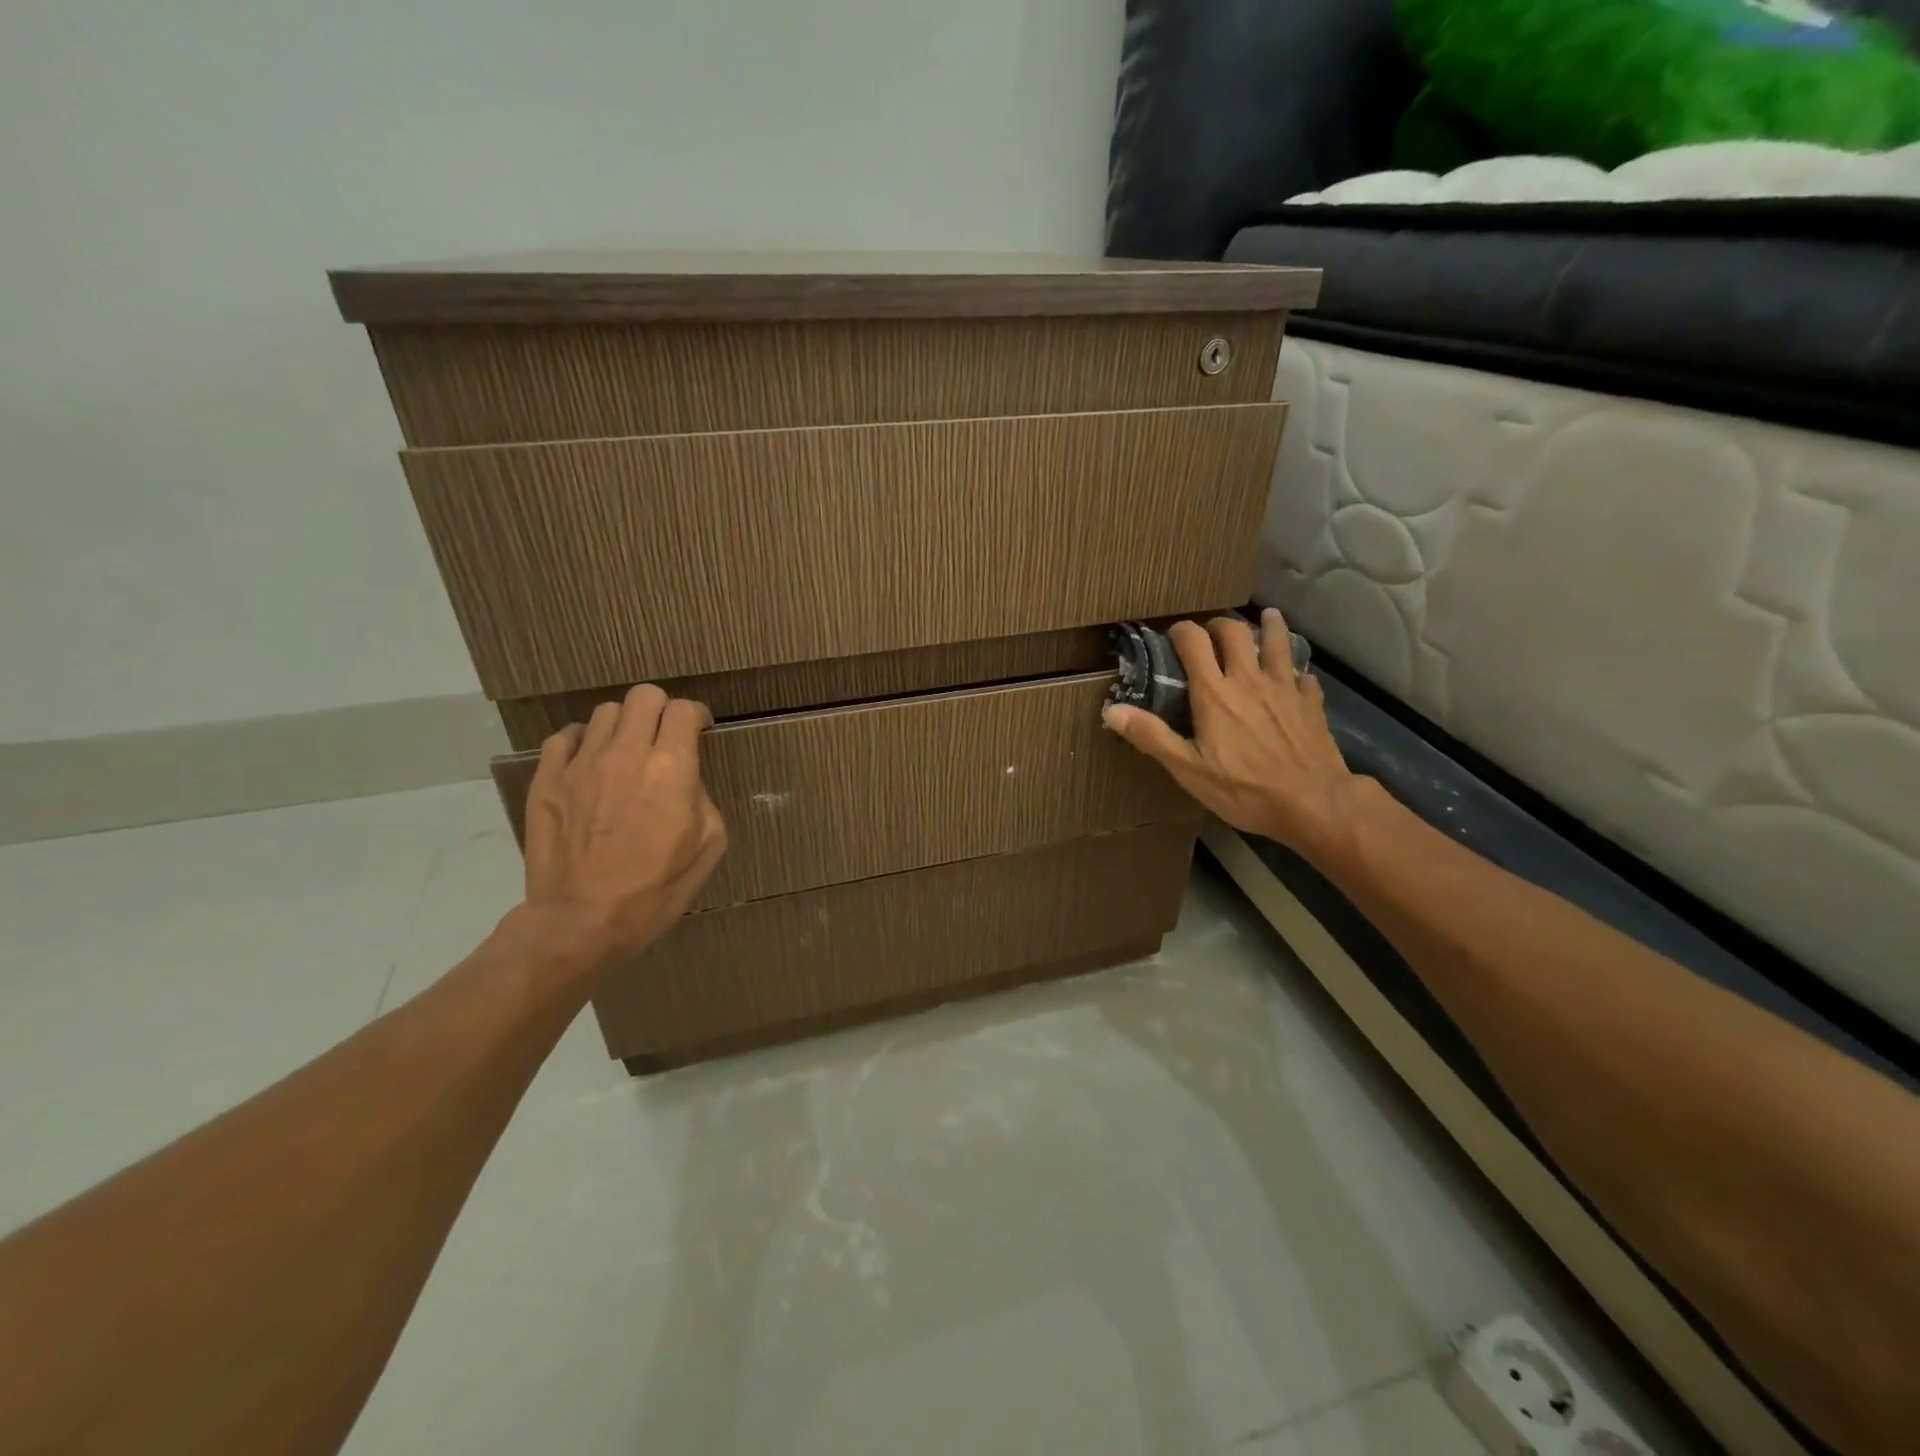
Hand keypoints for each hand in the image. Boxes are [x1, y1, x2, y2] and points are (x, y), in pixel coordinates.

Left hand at [519, 684, 727, 972]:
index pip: (684, 710)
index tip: (698, 732)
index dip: (696, 716)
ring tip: (625, 752)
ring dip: (623, 726)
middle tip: (663, 736)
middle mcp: (626, 752)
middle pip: (644, 696)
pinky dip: (582, 742)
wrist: (583, 920)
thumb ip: (702, 797)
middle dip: (661, 709)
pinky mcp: (547, 779)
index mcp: (671, 767)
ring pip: (605, 712)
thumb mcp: (708, 845)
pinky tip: (589, 763)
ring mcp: (581, 763)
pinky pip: (564, 737)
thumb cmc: (656, 889)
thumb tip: (685, 781)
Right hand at [1102, 609, 1360, 864]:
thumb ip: (1151, 736)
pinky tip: (1296, 676)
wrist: (1313, 803)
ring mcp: (1284, 687)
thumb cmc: (1244, 789)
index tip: (1173, 636)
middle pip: (1234, 632)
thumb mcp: (1187, 769)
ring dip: (1268, 627)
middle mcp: (1248, 679)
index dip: (1181, 631)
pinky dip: (1295, 670)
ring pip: (1276, 642)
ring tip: (1266, 618)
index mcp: (1214, 692)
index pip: (1193, 641)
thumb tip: (1111, 710)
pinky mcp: (1311, 702)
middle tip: (1212, 632)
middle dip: (1219, 625)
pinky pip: (1304, 675)